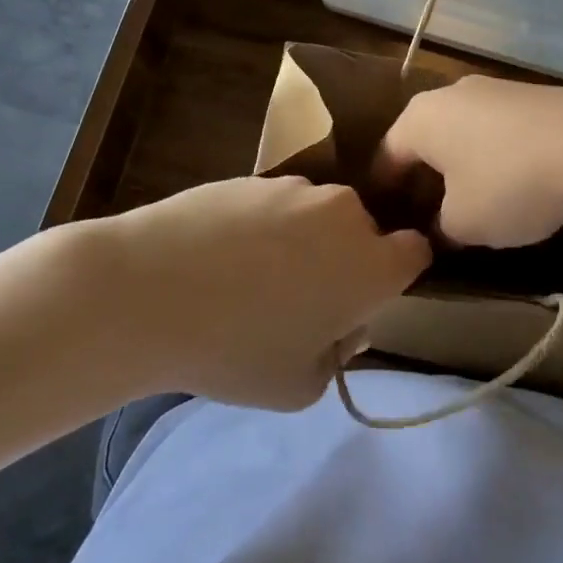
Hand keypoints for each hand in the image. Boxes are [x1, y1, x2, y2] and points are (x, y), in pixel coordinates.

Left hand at [93, 176, 430, 409]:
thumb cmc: (235, 348)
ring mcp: (295, 189)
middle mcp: (343, 213)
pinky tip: (220, 258)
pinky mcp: (252, 176)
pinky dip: (263, 228)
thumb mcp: (300, 385)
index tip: (363, 301)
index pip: (416, 253)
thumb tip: (340, 323)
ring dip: (303, 243)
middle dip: (346, 262)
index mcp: (371, 263)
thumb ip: (338, 355)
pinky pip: (275, 206)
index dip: (396, 277)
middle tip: (301, 302)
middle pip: (363, 234)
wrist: (147, 289)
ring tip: (250, 280)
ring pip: (317, 218)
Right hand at [376, 77, 562, 247]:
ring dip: (463, 164)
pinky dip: (497, 154)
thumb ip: (441, 228)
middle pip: (426, 139)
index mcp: (420, 118)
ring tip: (474, 199)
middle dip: (426, 176)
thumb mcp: (464, 223)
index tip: (387, 219)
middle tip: (429, 214)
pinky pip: (499, 128)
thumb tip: (439, 228)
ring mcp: (495, 89)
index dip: (385, 191)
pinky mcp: (533, 94)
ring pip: (464, 131)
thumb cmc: (508, 184)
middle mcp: (451, 93)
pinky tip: (515, 181)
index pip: (388, 155)